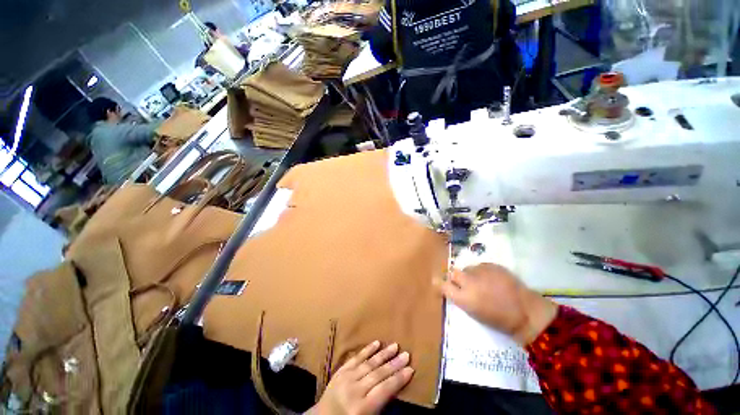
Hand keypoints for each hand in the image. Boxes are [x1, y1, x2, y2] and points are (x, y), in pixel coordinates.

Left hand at [307, 342, 413, 414]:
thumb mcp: (371, 414)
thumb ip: (383, 400)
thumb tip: (398, 384)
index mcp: (363, 406)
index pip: (385, 389)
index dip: (399, 379)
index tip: (411, 369)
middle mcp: (353, 391)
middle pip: (377, 374)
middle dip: (393, 364)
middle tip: (407, 354)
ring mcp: (343, 380)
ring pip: (366, 364)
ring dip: (382, 355)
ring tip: (395, 346)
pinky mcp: (337, 373)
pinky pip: (353, 360)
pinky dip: (365, 351)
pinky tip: (376, 344)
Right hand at [433, 263, 557, 344]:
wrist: (522, 310)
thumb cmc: (498, 320)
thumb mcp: (475, 313)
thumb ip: (464, 300)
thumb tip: (458, 292)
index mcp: (464, 298)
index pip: (444, 285)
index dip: (441, 284)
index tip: (439, 285)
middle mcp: (470, 282)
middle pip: (454, 273)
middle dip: (455, 277)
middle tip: (460, 284)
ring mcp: (483, 271)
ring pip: (469, 268)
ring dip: (469, 274)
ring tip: (478, 282)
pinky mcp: (495, 266)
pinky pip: (482, 265)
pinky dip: (482, 271)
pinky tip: (489, 278)